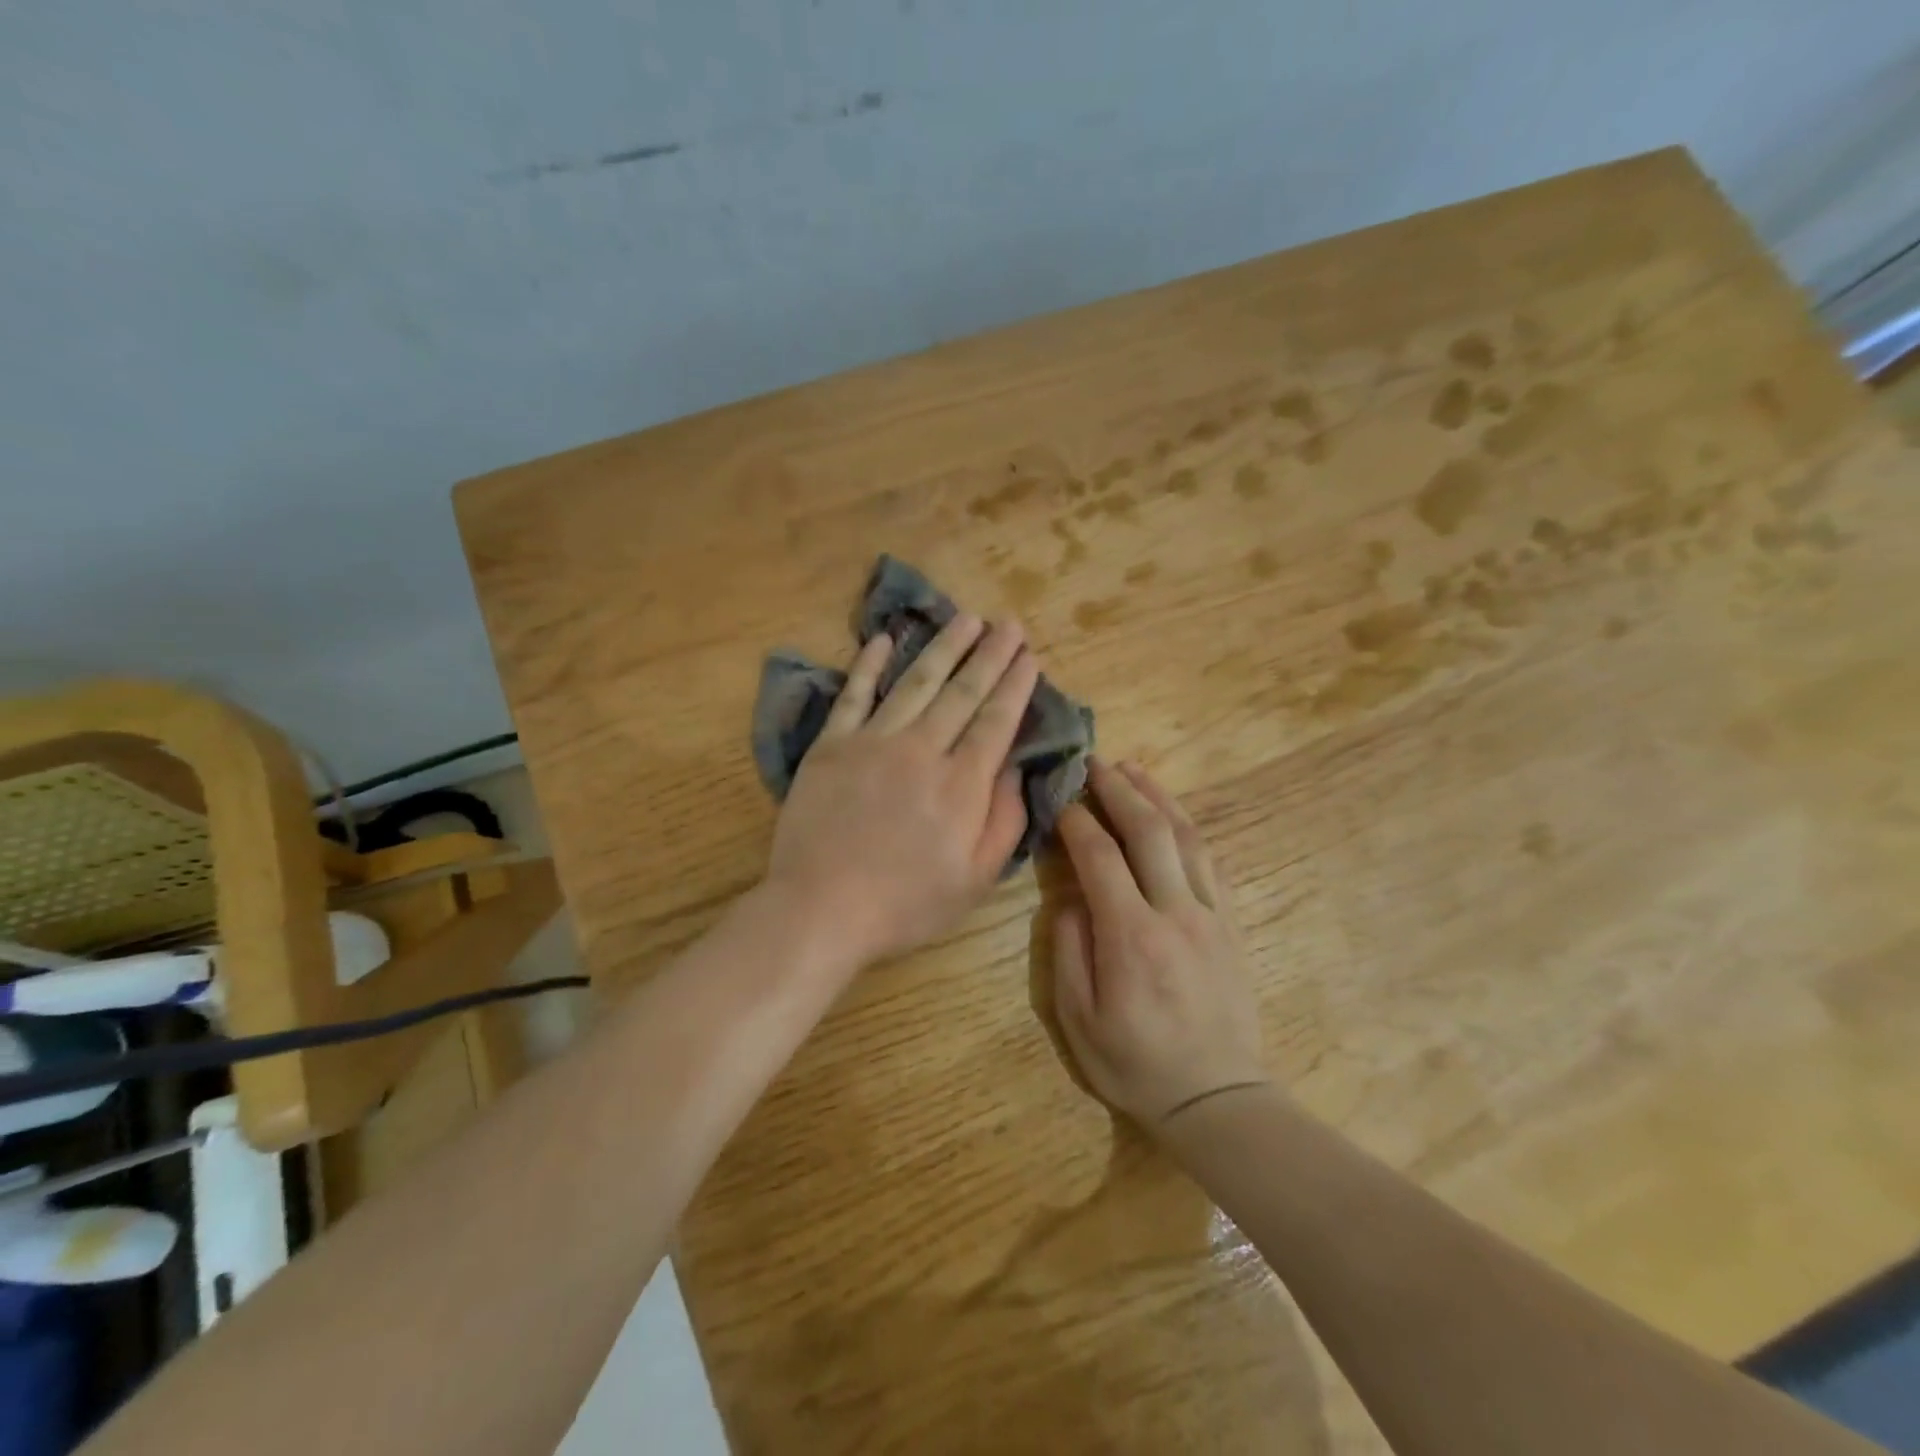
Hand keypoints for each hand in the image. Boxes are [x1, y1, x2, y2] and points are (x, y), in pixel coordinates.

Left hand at [767, 614, 1040, 971]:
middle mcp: (922, 749)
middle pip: (962, 692)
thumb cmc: (905, 903)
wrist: (821, 907)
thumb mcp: (975, 879)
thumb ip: (1004, 821)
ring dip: (944, 647)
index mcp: (961, 784)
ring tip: (966, 618)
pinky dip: (868, 664)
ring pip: (916, 682)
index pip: (996, 720)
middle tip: (1008, 623)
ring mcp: (873, 741)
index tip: (1029, 656)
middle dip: (990, 654)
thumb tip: (1016, 768)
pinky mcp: (832, 745)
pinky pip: (853, 694)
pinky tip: (884, 639)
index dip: (1015, 685)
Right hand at [1051, 759, 1267, 1129]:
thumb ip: (1069, 950)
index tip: (1059, 799)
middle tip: (1095, 761)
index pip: (1100, 857)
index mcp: (1131, 936)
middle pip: (1149, 832)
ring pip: (1186, 838)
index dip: (1076, 820)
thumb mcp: (1078, 1019)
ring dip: (1158, 797)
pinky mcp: (1231, 924)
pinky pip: (1210, 862)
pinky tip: (1172, 815)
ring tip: (1133, 770)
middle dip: (1119, 789)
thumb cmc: (1135, 1063)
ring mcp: (1210, 915)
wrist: (1216, 1097)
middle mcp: (1175, 912)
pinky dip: (1188, 829)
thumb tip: (1070, 898)